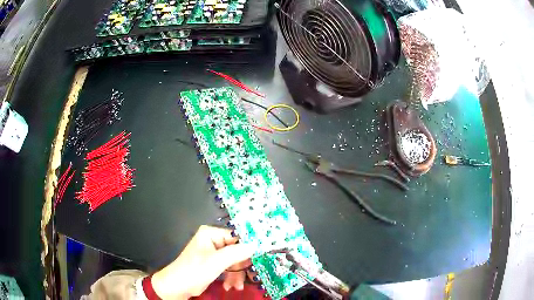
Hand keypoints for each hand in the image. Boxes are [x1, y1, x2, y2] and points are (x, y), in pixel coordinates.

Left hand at [151, 225, 255, 298]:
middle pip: (237, 251)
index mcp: (211, 233)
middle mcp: (213, 240)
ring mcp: (214, 253)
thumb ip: (236, 253)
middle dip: (241, 266)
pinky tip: (231, 287)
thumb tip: (256, 244)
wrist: (178, 286)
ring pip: (234, 261)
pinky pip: (229, 268)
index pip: (236, 236)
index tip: (260, 257)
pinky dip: (231, 277)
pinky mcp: (214, 264)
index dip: (248, 247)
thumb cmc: (194, 270)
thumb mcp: (216, 262)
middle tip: (250, 277)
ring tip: (237, 287)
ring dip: (237, 275)